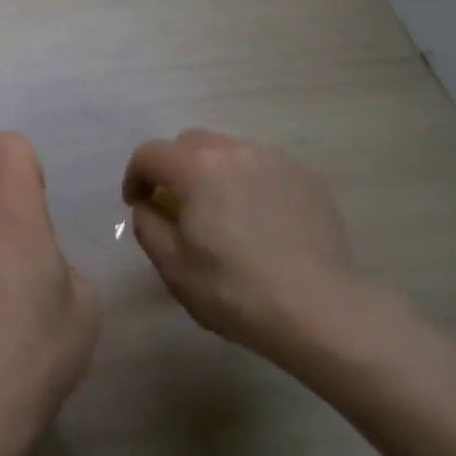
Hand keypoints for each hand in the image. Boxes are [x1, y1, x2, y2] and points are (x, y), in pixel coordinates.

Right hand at [123, 129, 366, 368]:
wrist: (320, 311)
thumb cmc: (235, 291)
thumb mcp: (172, 267)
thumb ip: (148, 225)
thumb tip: (150, 206)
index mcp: (195, 168)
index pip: (149, 154)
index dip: (136, 176)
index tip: (138, 204)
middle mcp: (233, 151)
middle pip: (189, 143)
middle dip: (174, 167)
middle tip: (178, 205)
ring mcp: (274, 161)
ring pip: (229, 152)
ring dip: (213, 173)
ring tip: (222, 212)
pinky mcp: (305, 178)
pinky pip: (263, 168)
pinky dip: (250, 183)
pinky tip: (259, 221)